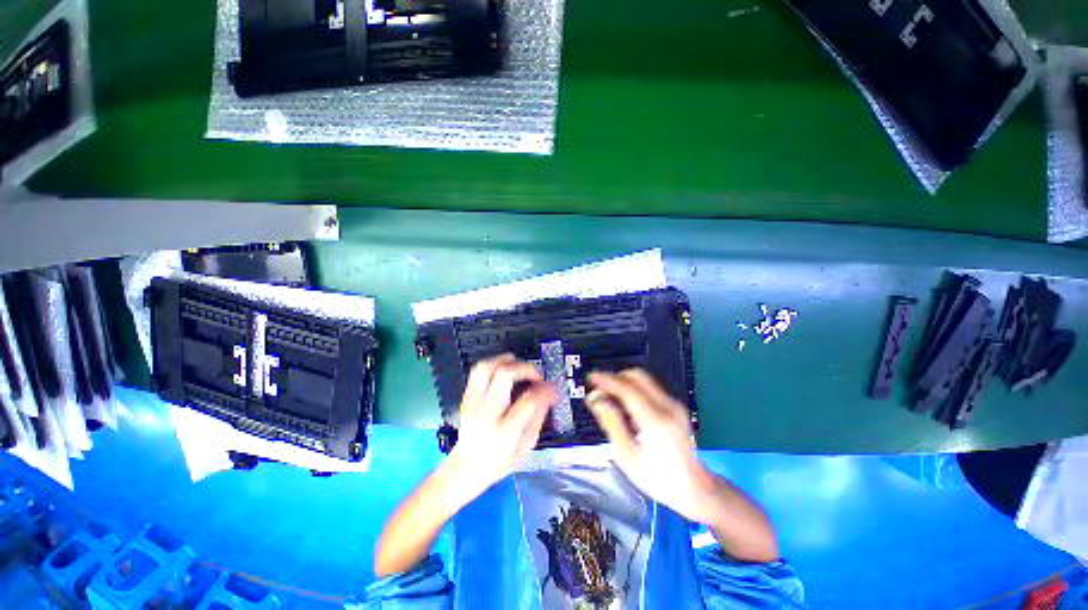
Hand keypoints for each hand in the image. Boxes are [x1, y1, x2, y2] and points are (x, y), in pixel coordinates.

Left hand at [446, 354, 556, 495]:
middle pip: (504, 375)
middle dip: (525, 367)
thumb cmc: (500, 462)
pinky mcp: (465, 398)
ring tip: (519, 364)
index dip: (545, 389)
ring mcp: (472, 404)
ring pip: (486, 368)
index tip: (553, 388)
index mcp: (505, 432)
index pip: (528, 401)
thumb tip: (548, 393)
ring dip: (505, 360)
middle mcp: (487, 414)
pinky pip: (477, 372)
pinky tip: (504, 368)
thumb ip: (538, 417)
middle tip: (536, 374)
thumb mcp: (526, 447)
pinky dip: (493, 364)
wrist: (465, 469)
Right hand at [586, 369, 716, 524]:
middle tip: (599, 389)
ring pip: (644, 379)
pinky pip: (649, 388)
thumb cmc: (657, 479)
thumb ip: (611, 423)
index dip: (606, 380)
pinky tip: (624, 404)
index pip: (627, 390)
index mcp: (655, 422)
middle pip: (637, 376)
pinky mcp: (675, 406)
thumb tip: (596, 399)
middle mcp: (667, 407)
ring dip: (623, 382)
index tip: (590, 377)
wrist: (695, 489)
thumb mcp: (627, 456)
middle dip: (615, 378)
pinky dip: (633, 389)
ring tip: (608, 397)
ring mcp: (674, 404)